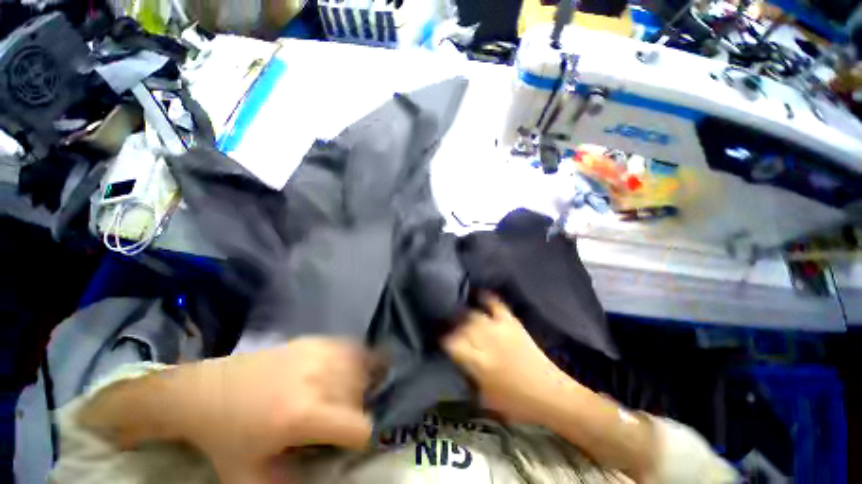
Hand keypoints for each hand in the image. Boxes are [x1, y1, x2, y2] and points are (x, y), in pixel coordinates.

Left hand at [84, 338, 375, 483]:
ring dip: (356, 385)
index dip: (359, 439)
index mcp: (301, 416)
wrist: (205, 391)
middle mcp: (315, 380)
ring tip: (341, 396)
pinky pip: (348, 348)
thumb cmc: (225, 436)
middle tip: (334, 422)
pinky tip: (346, 369)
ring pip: (357, 369)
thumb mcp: (248, 478)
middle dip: (352, 413)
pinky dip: (354, 359)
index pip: (357, 426)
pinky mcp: (312, 341)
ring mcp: (315, 355)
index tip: (348, 443)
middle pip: (358, 397)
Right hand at [443, 294, 565, 424]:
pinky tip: (476, 293)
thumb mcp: (483, 398)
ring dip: (461, 311)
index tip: (434, 333)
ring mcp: (499, 328)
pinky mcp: (511, 321)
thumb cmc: (515, 403)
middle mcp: (485, 341)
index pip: (450, 342)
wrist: (550, 394)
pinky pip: (495, 303)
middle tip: (442, 320)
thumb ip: (466, 376)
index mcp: (478, 363)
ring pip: (472, 313)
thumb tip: (453, 360)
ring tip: (453, 307)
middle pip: (459, 324)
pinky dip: (484, 296)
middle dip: (447, 321)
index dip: (439, 336)